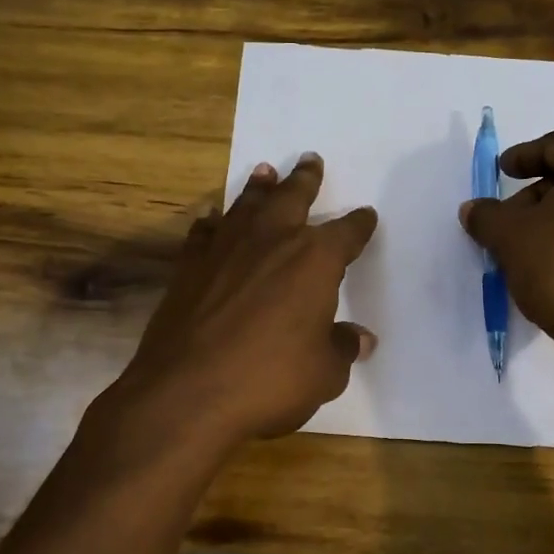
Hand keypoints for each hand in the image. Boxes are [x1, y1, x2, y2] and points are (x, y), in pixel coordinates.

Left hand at [110, 154, 377, 449]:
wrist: (187, 393)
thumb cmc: (269, 381)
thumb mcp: (324, 373)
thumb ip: (342, 348)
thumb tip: (360, 339)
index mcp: (314, 260)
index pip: (346, 233)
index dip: (359, 224)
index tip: (366, 216)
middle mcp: (270, 242)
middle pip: (292, 199)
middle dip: (305, 180)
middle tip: (310, 160)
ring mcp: (225, 250)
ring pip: (247, 206)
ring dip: (259, 189)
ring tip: (265, 172)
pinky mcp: (189, 268)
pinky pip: (204, 234)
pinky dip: (213, 224)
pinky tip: (212, 221)